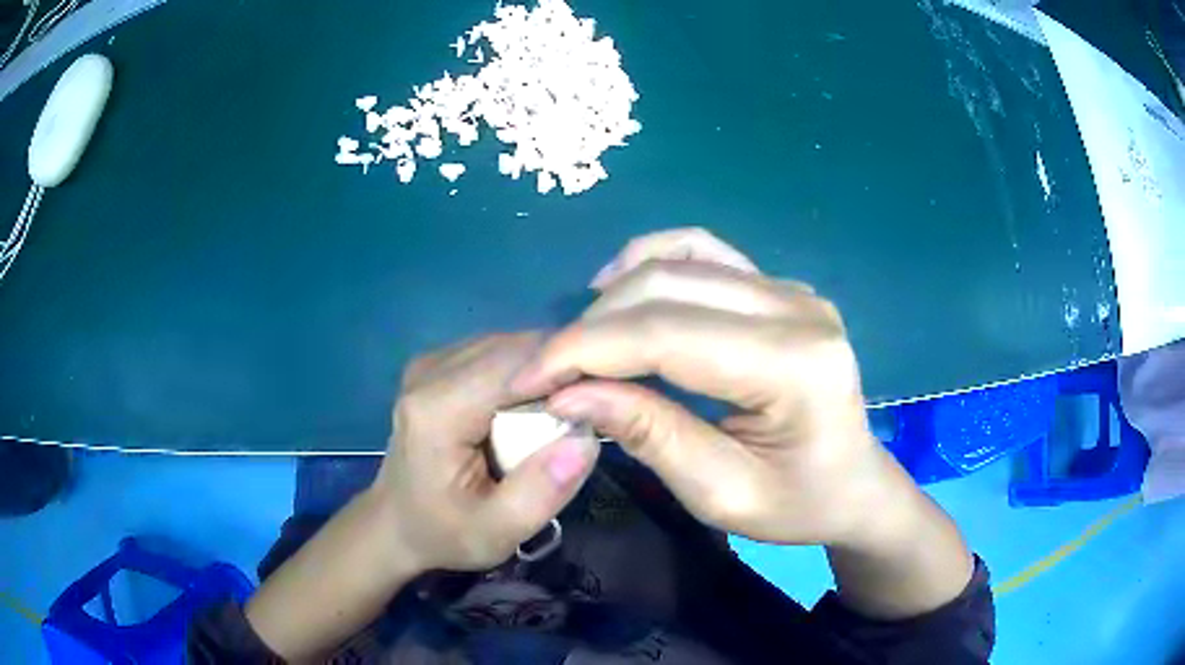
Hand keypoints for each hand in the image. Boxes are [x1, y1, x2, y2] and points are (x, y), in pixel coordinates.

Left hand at [374, 332, 599, 572]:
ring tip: (566, 408)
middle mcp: (430, 371)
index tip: (604, 398)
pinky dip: (524, 371)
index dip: (567, 371)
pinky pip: (495, 352)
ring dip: (544, 369)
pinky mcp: (437, 365)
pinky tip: (533, 404)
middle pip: (515, 347)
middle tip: (590, 408)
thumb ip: (542, 492)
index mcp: (438, 408)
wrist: (396, 524)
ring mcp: (431, 362)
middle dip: (559, 370)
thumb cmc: (445, 532)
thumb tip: (586, 439)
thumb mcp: (498, 532)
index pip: (518, 363)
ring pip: (509, 344)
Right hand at [511, 228, 892, 546]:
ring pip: (681, 259)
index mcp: (795, 366)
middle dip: (592, 326)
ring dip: (617, 295)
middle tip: (547, 370)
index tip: (528, 378)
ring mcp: (792, 288)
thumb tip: (570, 391)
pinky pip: (706, 252)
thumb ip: (650, 435)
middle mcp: (797, 307)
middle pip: (668, 287)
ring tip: (580, 339)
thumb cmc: (796, 505)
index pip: (668, 334)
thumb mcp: (721, 494)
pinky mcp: (780, 286)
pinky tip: (621, 288)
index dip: (586, 350)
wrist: (853, 484)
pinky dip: (653, 262)